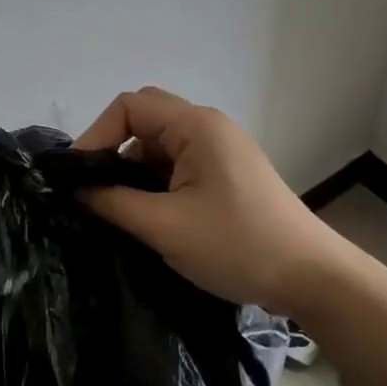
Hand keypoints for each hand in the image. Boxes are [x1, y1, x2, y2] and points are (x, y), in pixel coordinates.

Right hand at [73, 87, 338, 311]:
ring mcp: (220, 152)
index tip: (78, 175)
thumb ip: (113, 202)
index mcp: (197, 126)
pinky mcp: (226, 176)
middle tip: (94, 190)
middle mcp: (208, 129)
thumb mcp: (165, 226)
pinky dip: (155, 184)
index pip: (129, 106)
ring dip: (134, 172)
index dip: (97, 134)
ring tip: (117, 210)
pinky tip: (147, 217)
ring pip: (159, 147)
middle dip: (113, 150)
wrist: (311, 278)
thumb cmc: (238, 245)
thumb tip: (75, 188)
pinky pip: (177, 167)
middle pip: (144, 121)